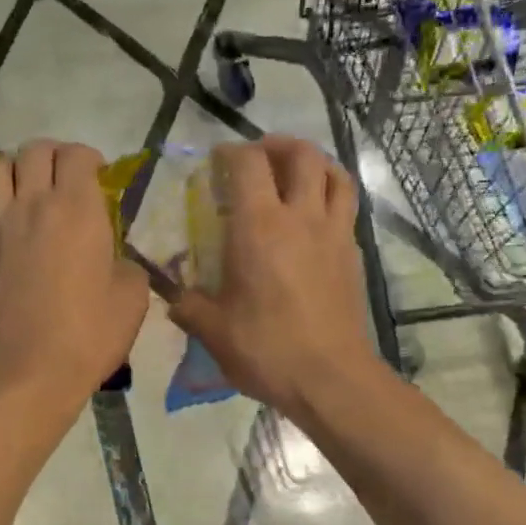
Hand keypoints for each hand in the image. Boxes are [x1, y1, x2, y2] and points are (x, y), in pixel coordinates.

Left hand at [0, 141, 149, 404]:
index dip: (90, 160)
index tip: (99, 180)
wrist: (27, 373)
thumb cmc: (88, 335)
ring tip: (24, 196)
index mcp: (76, 209)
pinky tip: (0, 238)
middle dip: (51, 157)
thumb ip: (125, 264)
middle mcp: (32, 206)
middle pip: (33, 151)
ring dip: (11, 174)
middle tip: (63, 182)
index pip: (77, 154)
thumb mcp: (132, 299)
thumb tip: (111, 258)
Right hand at [170, 137, 380, 423]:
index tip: (216, 160)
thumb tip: (173, 296)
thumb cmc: (266, 350)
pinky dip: (329, 194)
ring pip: (334, 174)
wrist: (330, 379)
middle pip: (301, 155)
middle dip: (277, 145)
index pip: (248, 165)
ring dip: (313, 162)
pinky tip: (313, 216)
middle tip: (257, 155)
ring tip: (293, 171)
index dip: (230, 152)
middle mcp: (301, 218)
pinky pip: (345, 206)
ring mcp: (334, 233)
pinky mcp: (353, 254)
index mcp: (259, 228)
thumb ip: (187, 305)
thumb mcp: (212, 330)